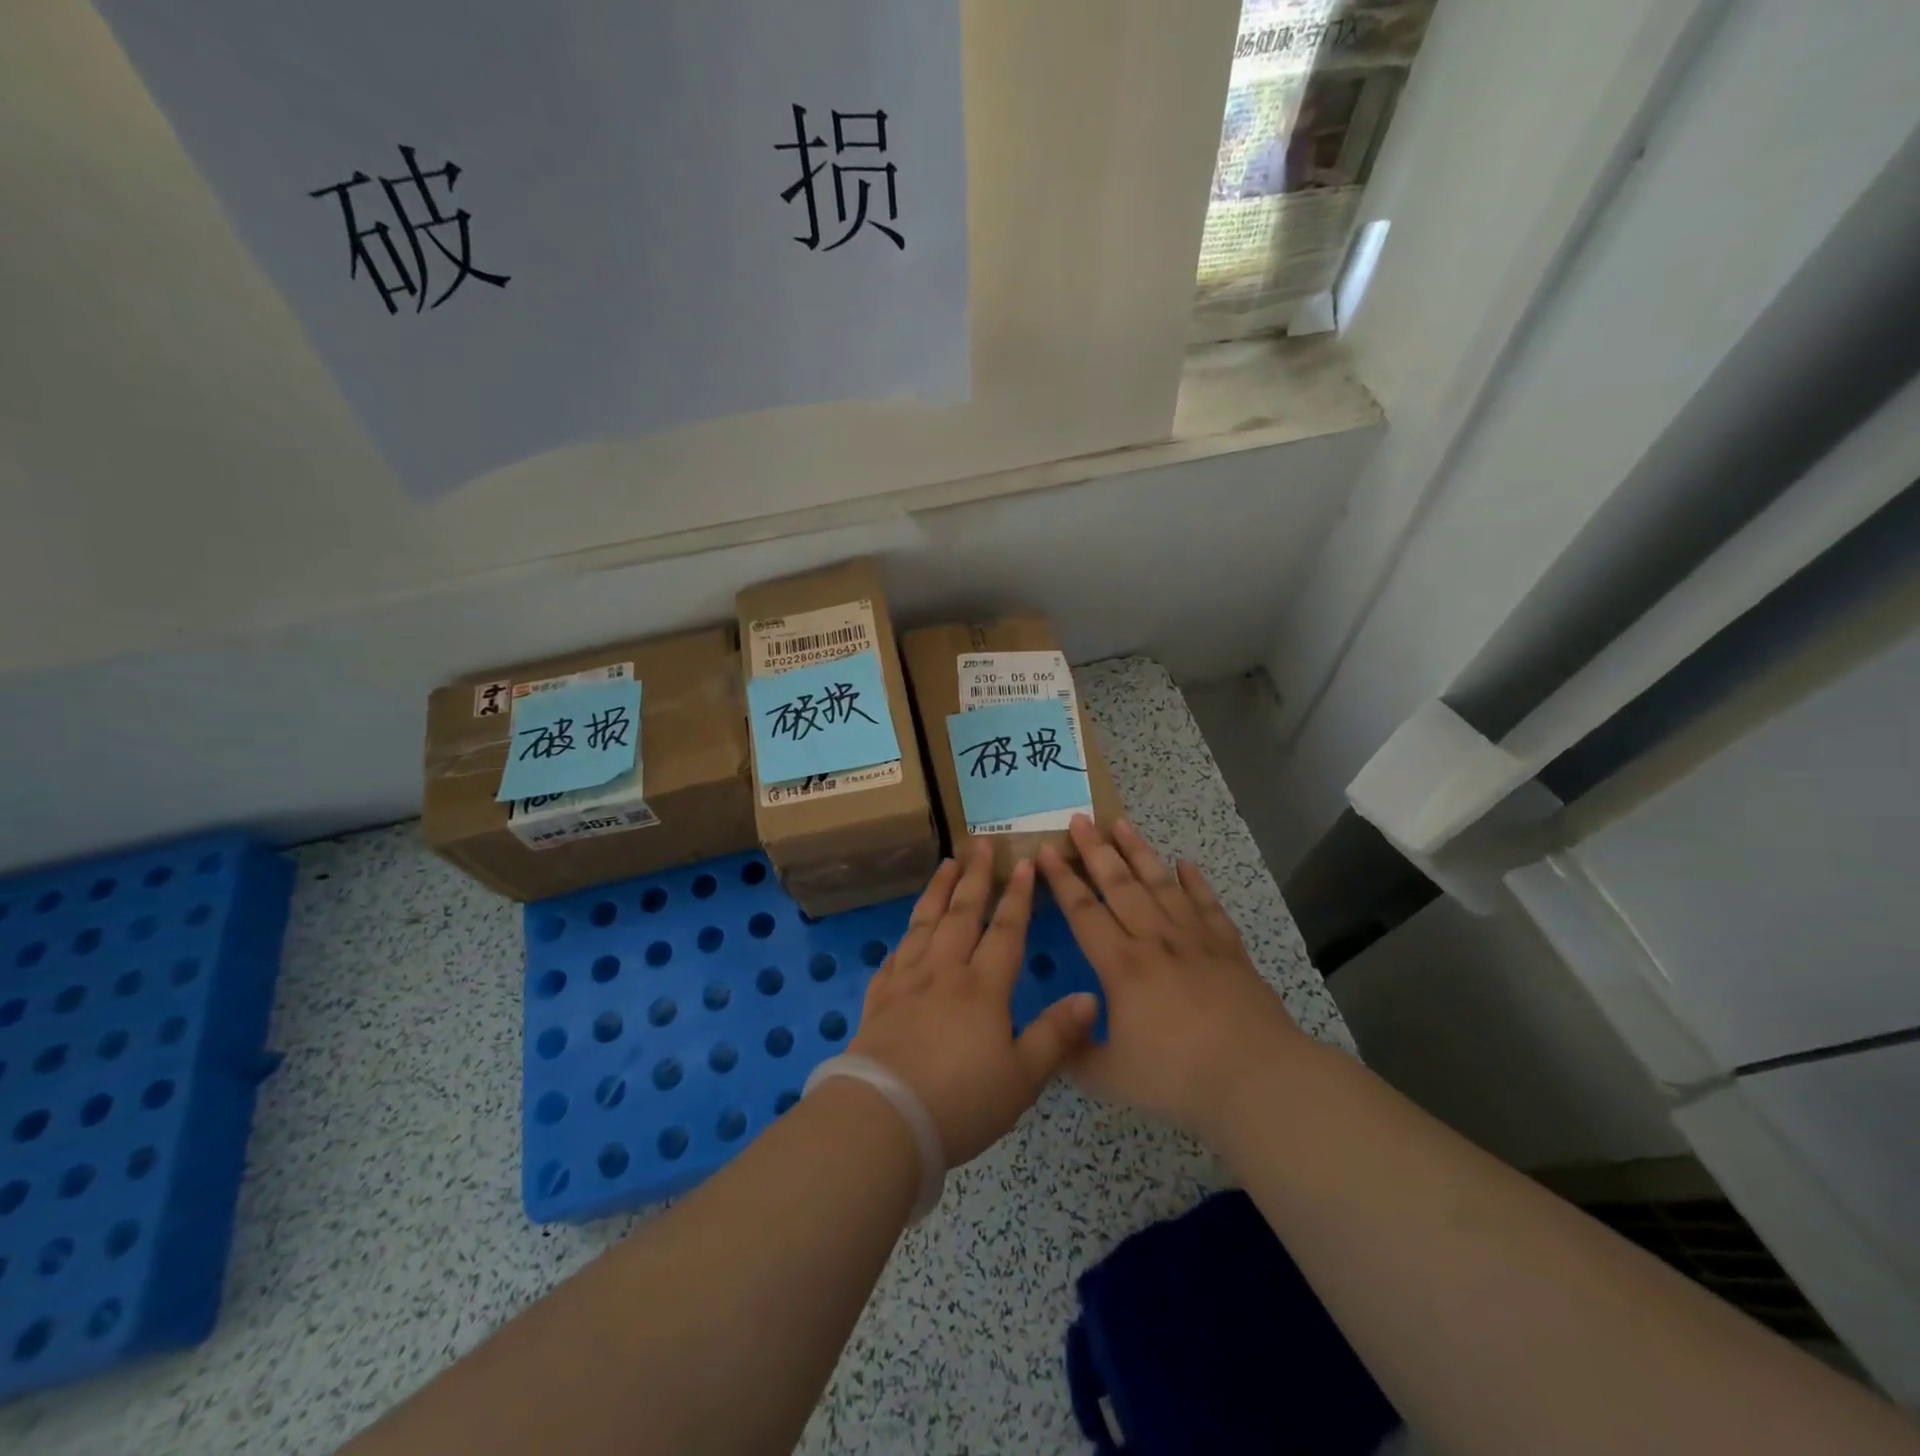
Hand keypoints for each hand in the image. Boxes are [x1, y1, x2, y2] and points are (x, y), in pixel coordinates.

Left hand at [848, 842, 1098, 1167]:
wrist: (883, 1118)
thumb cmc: (960, 1102)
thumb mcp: (1021, 1078)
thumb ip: (1056, 1035)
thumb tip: (1090, 997)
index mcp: (983, 987)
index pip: (1005, 930)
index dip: (1018, 896)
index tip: (1024, 862)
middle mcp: (944, 972)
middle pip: (962, 914)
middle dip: (975, 877)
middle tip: (980, 843)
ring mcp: (907, 981)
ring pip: (925, 923)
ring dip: (938, 890)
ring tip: (946, 864)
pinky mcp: (879, 998)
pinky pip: (895, 954)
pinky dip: (905, 935)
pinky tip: (907, 930)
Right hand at [1038, 816, 1305, 1140]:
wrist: (1254, 1076)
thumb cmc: (1176, 1075)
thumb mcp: (1110, 1077)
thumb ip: (1074, 1054)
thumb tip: (1052, 1039)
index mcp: (1120, 965)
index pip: (1082, 911)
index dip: (1061, 879)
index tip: (1046, 849)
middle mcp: (1154, 939)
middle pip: (1119, 884)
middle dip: (1096, 850)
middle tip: (1080, 818)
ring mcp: (1194, 939)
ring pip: (1160, 884)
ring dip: (1139, 852)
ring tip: (1122, 823)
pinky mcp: (1227, 948)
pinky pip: (1207, 904)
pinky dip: (1195, 882)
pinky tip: (1186, 864)